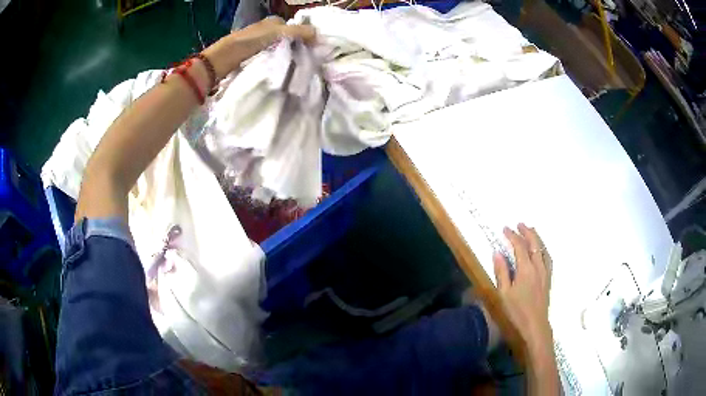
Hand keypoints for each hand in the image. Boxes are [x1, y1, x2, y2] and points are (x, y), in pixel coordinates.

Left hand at [203, 16, 315, 79]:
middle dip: (295, 48)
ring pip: (278, 50)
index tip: (312, 49)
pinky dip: (275, 64)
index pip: (293, 28)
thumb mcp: (276, 33)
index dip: (303, 36)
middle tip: (305, 60)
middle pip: (286, 39)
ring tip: (295, 68)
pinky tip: (280, 71)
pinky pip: (269, 59)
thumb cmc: (249, 43)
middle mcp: (265, 31)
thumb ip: (298, 31)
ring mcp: (257, 45)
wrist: (221, 61)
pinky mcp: (251, 58)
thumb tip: (318, 35)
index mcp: (272, 22)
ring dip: (286, 57)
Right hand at [493, 223, 552, 354]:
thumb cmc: (517, 311)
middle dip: (527, 232)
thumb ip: (501, 272)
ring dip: (537, 238)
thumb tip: (497, 253)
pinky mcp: (548, 279)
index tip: (505, 229)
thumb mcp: (504, 293)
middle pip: (534, 244)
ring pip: (543, 249)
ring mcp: (545, 272)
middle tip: (519, 224)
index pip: (519, 247)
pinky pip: (548, 257)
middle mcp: (538, 267)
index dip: (512, 236)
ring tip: (531, 231)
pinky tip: (541, 250)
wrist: (535, 325)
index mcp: (526, 269)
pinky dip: (543, 249)